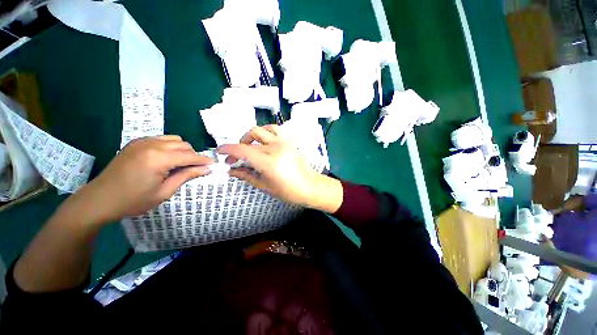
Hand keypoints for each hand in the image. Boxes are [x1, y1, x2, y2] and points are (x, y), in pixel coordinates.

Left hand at [73, 135, 213, 223]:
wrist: (99, 200)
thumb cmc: (133, 200)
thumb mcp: (164, 192)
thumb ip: (186, 176)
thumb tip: (206, 169)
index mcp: (158, 158)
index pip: (190, 156)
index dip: (204, 160)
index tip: (214, 165)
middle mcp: (152, 145)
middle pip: (184, 144)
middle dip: (193, 155)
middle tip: (195, 168)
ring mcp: (142, 142)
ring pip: (174, 139)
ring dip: (182, 149)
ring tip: (181, 163)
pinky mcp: (136, 143)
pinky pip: (161, 139)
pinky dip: (170, 146)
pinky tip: (166, 158)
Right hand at [218, 125, 342, 211]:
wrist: (310, 186)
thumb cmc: (288, 191)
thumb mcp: (265, 186)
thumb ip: (247, 175)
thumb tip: (231, 171)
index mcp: (267, 162)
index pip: (242, 150)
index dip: (227, 149)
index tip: (220, 152)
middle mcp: (274, 148)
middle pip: (250, 139)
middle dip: (237, 147)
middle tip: (235, 158)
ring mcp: (283, 142)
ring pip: (261, 129)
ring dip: (250, 136)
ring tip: (249, 145)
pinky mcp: (289, 141)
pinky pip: (274, 129)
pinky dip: (265, 132)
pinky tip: (264, 141)